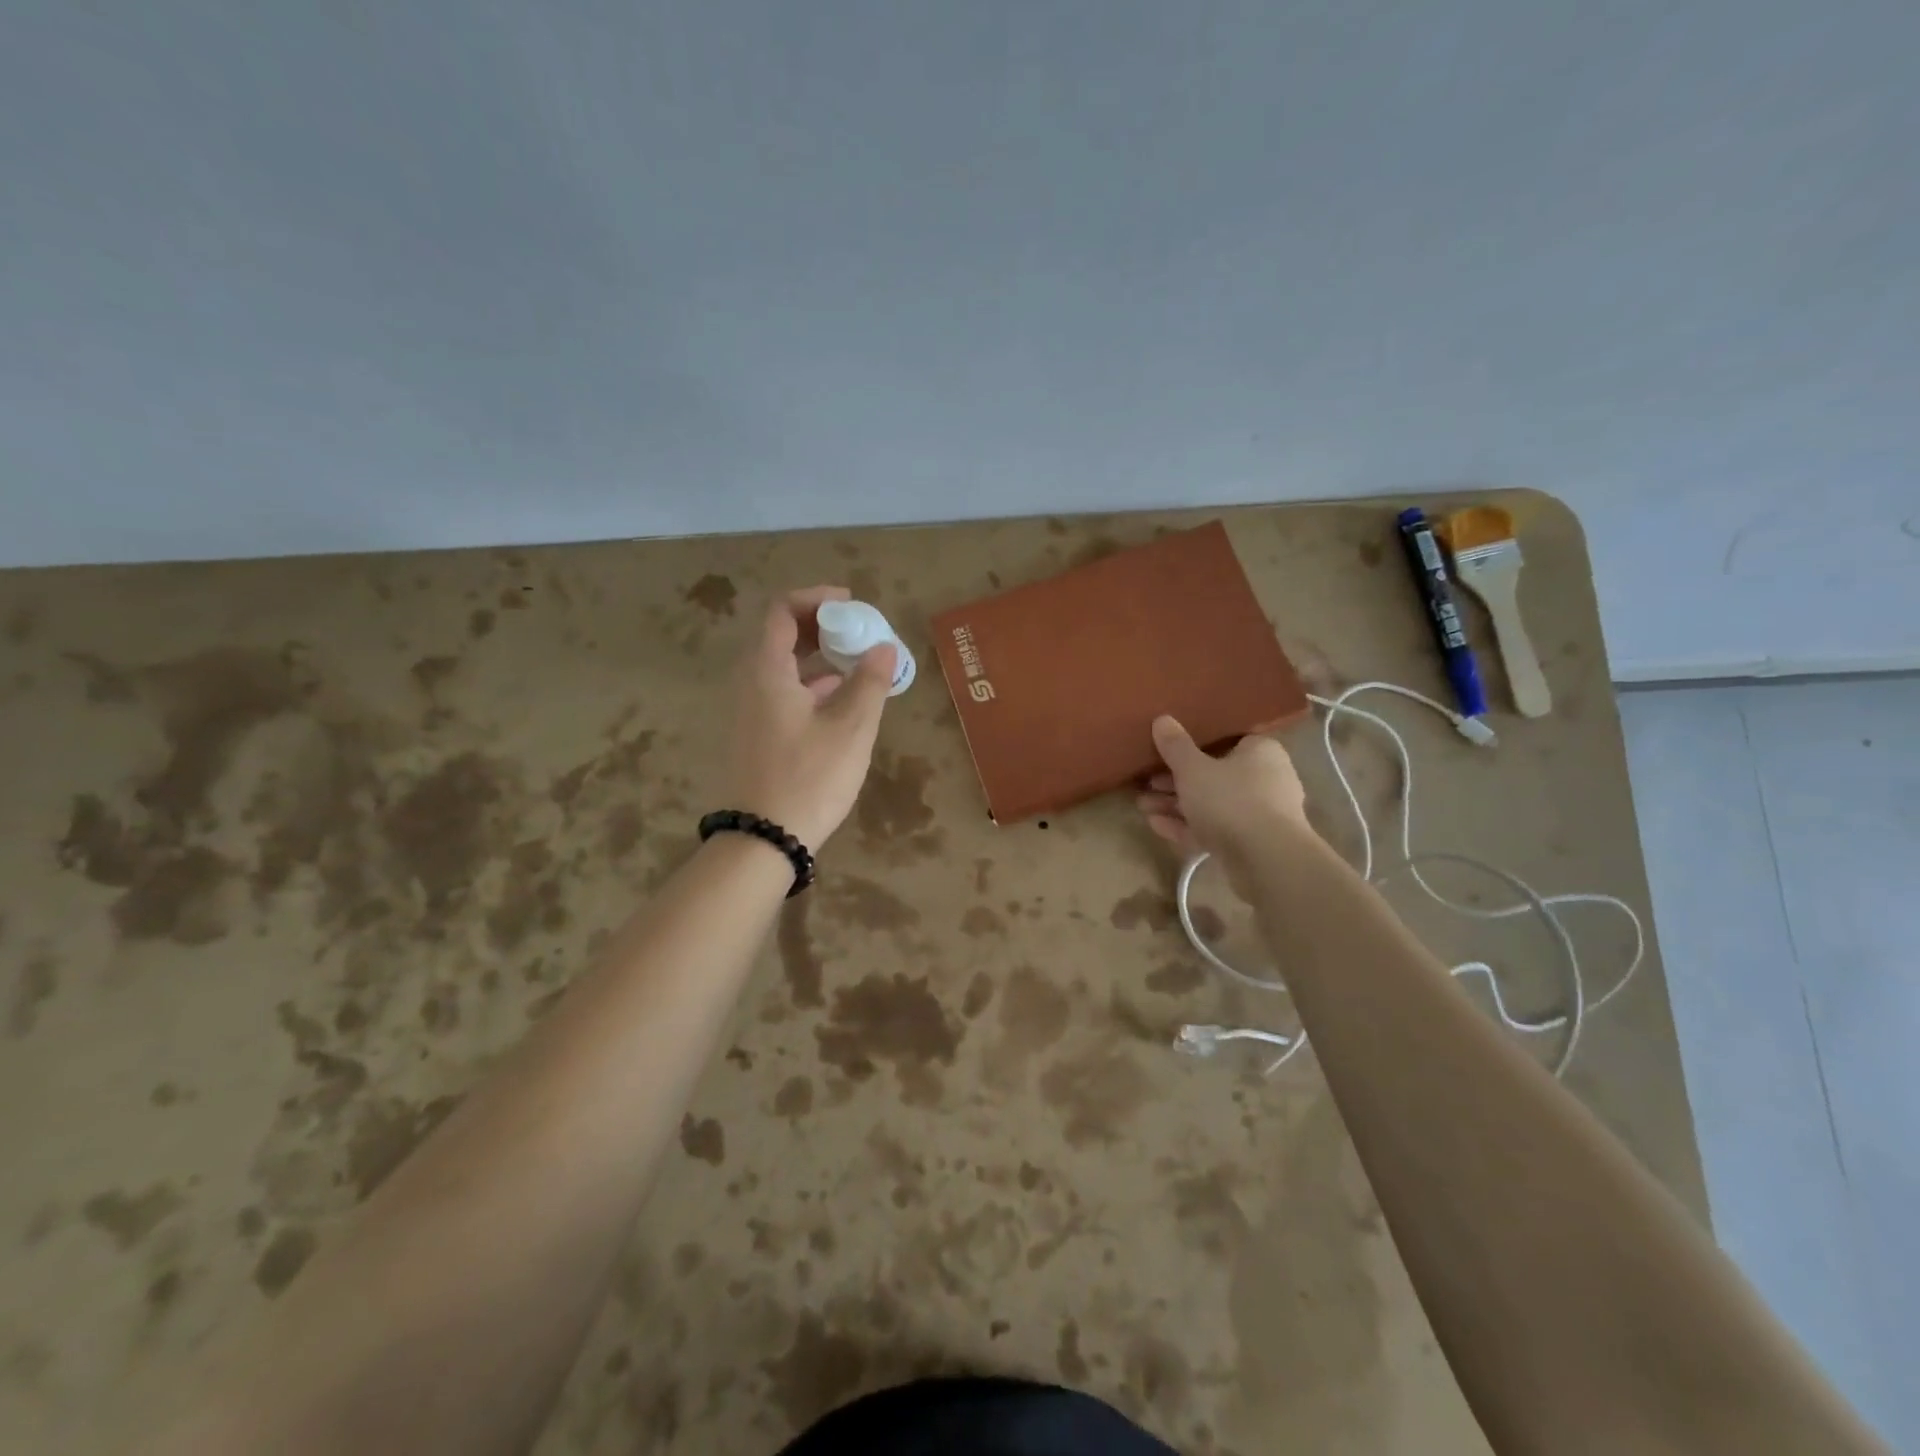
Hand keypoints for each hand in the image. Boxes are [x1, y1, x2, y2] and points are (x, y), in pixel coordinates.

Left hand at [726, 586, 896, 849]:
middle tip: (858, 631)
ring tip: (857, 663)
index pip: (782, 611)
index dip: (816, 599)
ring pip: (783, 667)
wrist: (764, 838)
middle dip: (822, 628)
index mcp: (767, 671)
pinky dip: (811, 684)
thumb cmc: (809, 777)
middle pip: (781, 637)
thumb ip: (870, 682)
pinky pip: (783, 692)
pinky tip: (841, 701)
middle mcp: (751, 684)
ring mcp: (750, 711)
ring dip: (819, 657)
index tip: (851, 605)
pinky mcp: (756, 735)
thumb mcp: (851, 728)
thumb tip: (884, 648)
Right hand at [1137, 716, 1310, 870]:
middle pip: (1214, 775)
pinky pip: (1214, 829)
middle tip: (1146, 782)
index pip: (1227, 740)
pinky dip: (1186, 827)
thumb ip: (1175, 746)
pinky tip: (1155, 826)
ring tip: (1142, 806)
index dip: (1194, 745)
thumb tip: (1162, 719)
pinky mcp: (1251, 844)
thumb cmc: (1231, 799)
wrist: (1266, 860)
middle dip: (1175, 781)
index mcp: (1261, 752)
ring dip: (1175, 805)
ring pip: (1210, 804)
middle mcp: (1266, 779)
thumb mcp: (1193, 768)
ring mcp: (1259, 814)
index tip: (1166, 751)